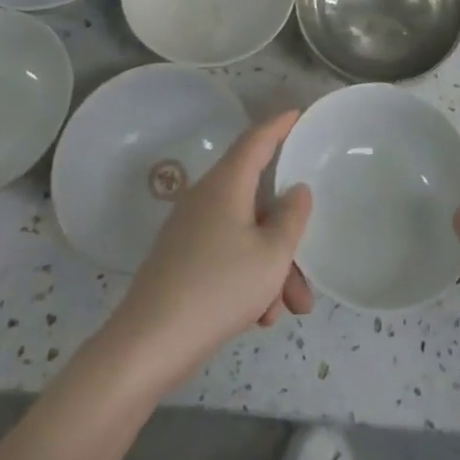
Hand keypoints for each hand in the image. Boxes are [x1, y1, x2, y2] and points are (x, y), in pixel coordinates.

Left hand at [104, 111, 313, 394]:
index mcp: (227, 183)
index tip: (298, 114)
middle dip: (288, 233)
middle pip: (258, 199)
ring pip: (246, 234)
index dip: (280, 125)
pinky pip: (227, 255)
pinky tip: (259, 318)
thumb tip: (296, 190)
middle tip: (310, 265)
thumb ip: (292, 217)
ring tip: (289, 310)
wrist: (149, 344)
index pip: (257, 139)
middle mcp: (207, 197)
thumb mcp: (271, 255)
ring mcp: (192, 229)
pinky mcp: (183, 260)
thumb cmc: (218, 288)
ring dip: (272, 266)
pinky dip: (249, 278)